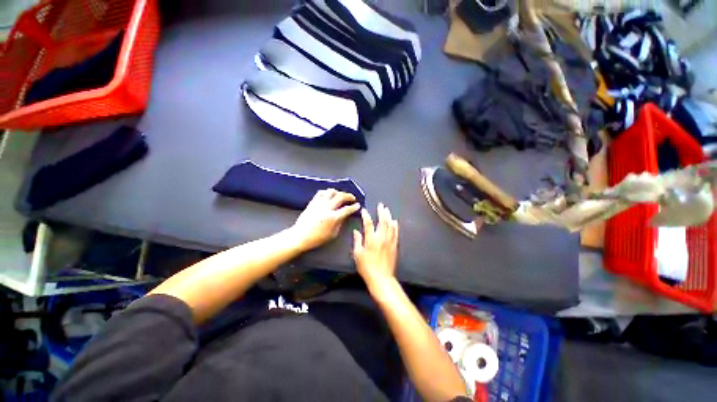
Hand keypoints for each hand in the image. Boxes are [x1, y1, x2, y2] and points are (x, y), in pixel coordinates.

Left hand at [291, 189, 359, 250]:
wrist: (300, 236)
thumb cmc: (317, 238)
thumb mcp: (333, 234)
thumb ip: (340, 224)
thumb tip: (344, 216)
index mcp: (333, 217)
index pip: (347, 209)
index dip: (354, 207)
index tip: (357, 205)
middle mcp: (327, 208)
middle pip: (340, 196)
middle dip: (349, 196)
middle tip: (352, 198)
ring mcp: (319, 204)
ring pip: (331, 191)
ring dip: (338, 192)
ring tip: (340, 195)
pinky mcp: (312, 202)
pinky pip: (320, 193)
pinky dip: (327, 192)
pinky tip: (329, 195)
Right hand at [353, 203, 398, 289]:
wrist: (381, 278)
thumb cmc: (366, 267)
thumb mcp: (357, 254)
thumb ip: (357, 241)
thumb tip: (356, 231)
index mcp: (371, 240)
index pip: (368, 224)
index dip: (366, 215)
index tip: (364, 210)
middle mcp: (381, 238)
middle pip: (382, 221)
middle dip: (381, 212)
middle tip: (381, 205)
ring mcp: (389, 241)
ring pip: (390, 225)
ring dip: (388, 216)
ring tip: (387, 210)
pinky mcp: (394, 245)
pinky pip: (395, 233)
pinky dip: (395, 226)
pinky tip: (395, 221)